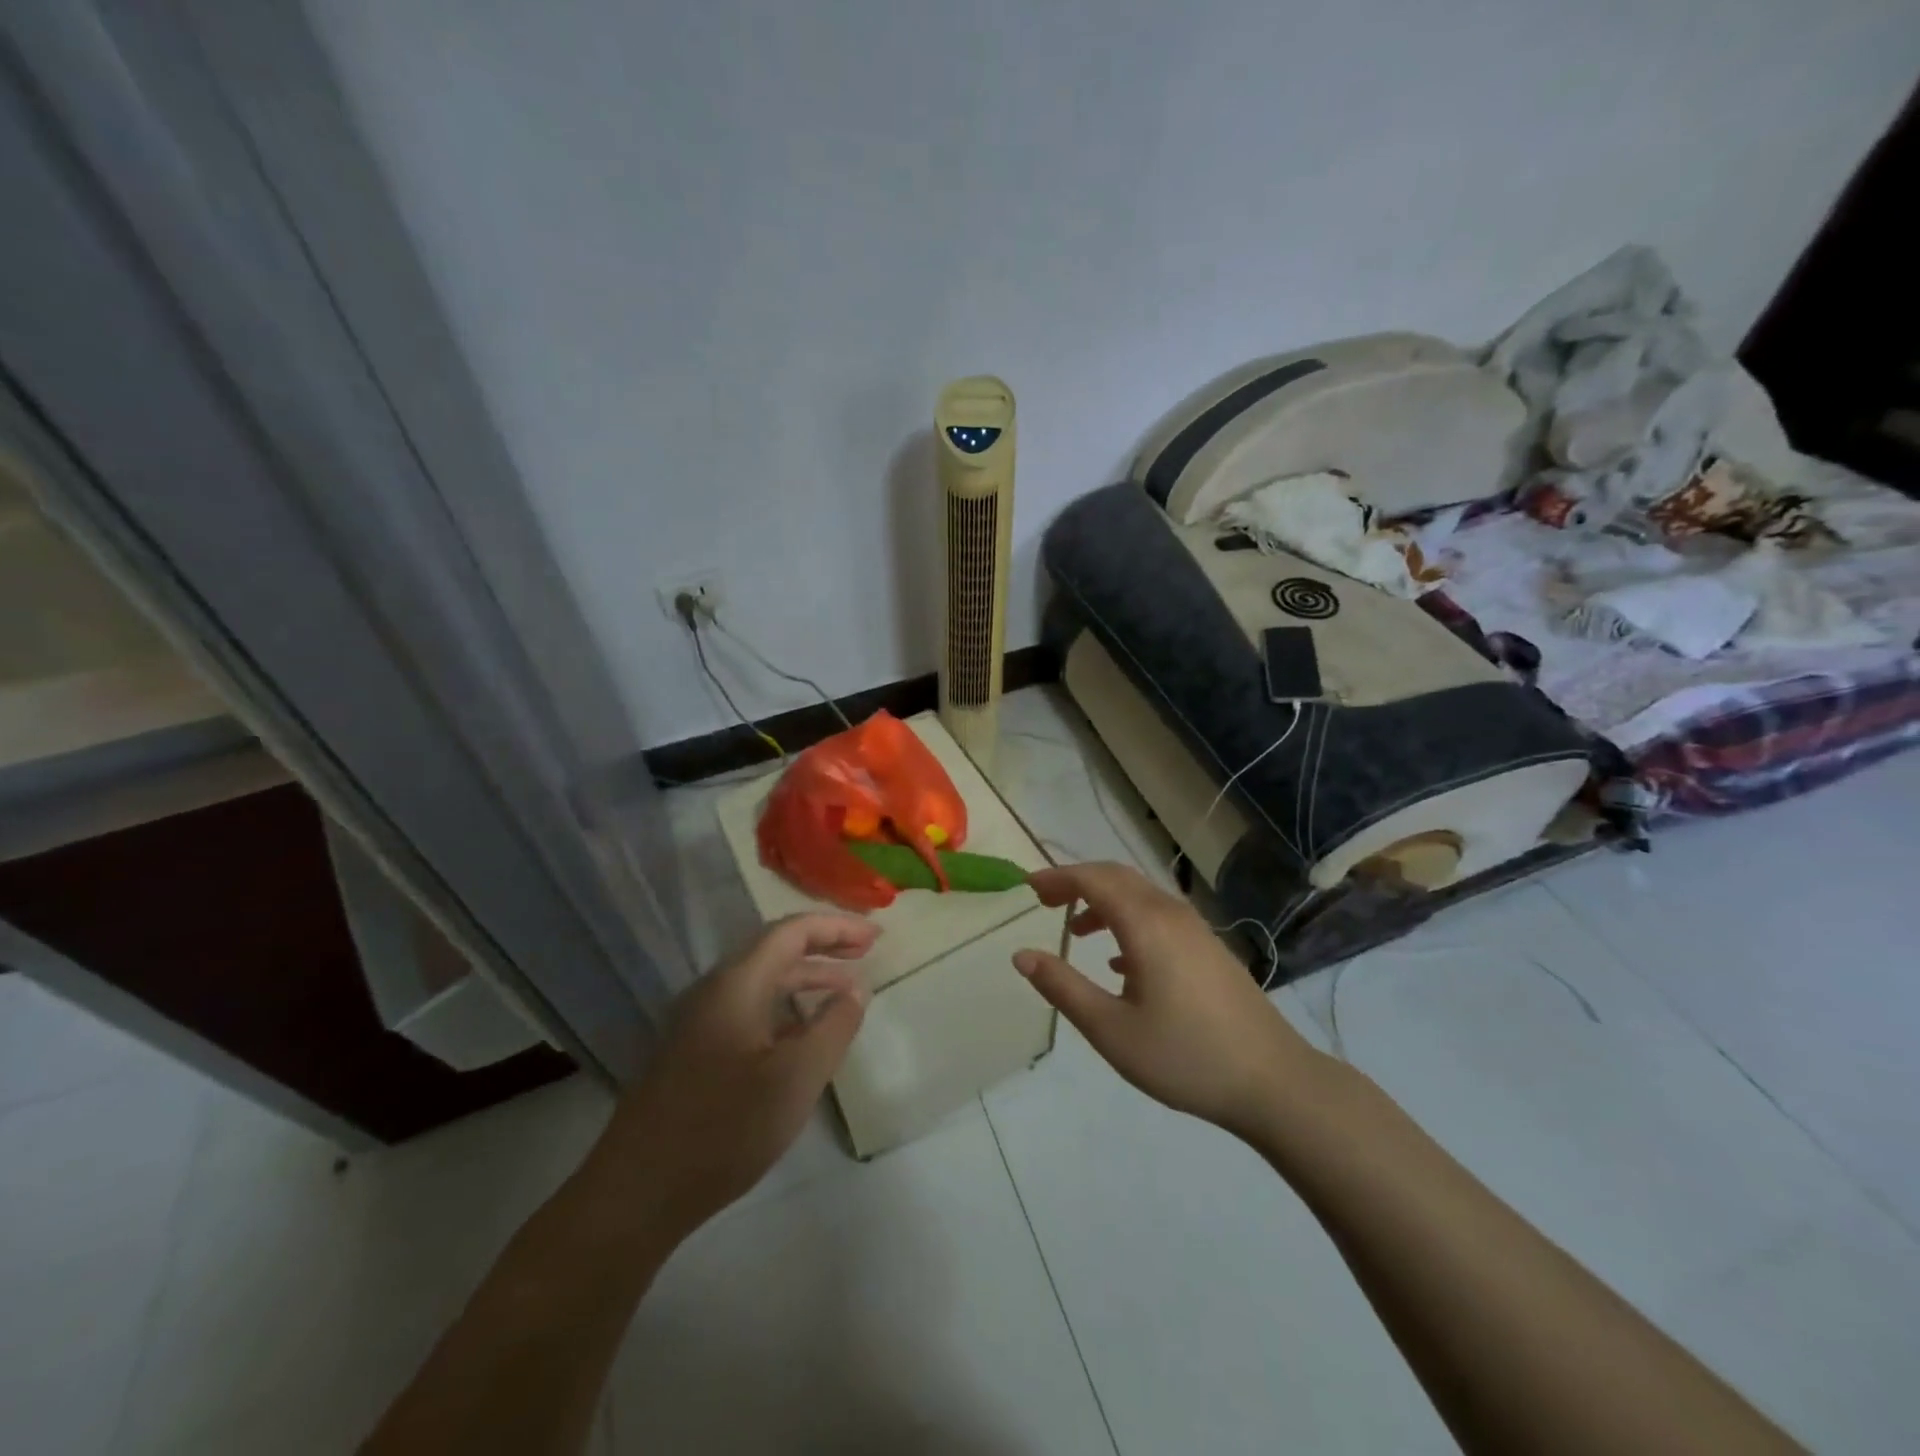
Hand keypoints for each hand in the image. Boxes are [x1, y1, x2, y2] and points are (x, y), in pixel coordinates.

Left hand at [605, 913, 876, 1238]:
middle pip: (775, 950)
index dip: (837, 927)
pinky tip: (805, 1033)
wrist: (634, 1194)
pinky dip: (785, 1008)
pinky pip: (749, 1010)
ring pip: (762, 983)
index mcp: (736, 984)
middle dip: (824, 946)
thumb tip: (855, 992)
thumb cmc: (723, 1128)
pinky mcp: (694, 1053)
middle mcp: (714, 992)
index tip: (876, 936)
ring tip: (847, 991)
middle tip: (867, 953)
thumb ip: (833, 1027)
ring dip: (806, 978)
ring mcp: (699, 1023)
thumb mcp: (795, 1078)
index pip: (792, 932)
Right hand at [1014, 862, 1318, 1138]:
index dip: (1057, 878)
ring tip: (1076, 931)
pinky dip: (1129, 920)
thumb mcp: (1111, 1029)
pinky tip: (1120, 961)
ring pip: (1141, 896)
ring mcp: (1196, 930)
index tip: (1027, 889)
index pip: (1093, 879)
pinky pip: (1159, 916)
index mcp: (1145, 924)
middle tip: (1045, 901)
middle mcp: (1171, 914)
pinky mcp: (1210, 949)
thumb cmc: (1185, 1056)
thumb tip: (1022, 955)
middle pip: (1117, 877)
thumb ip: (1063, 987)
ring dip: (1104, 902)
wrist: (1274, 1082)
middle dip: (1078, 882)